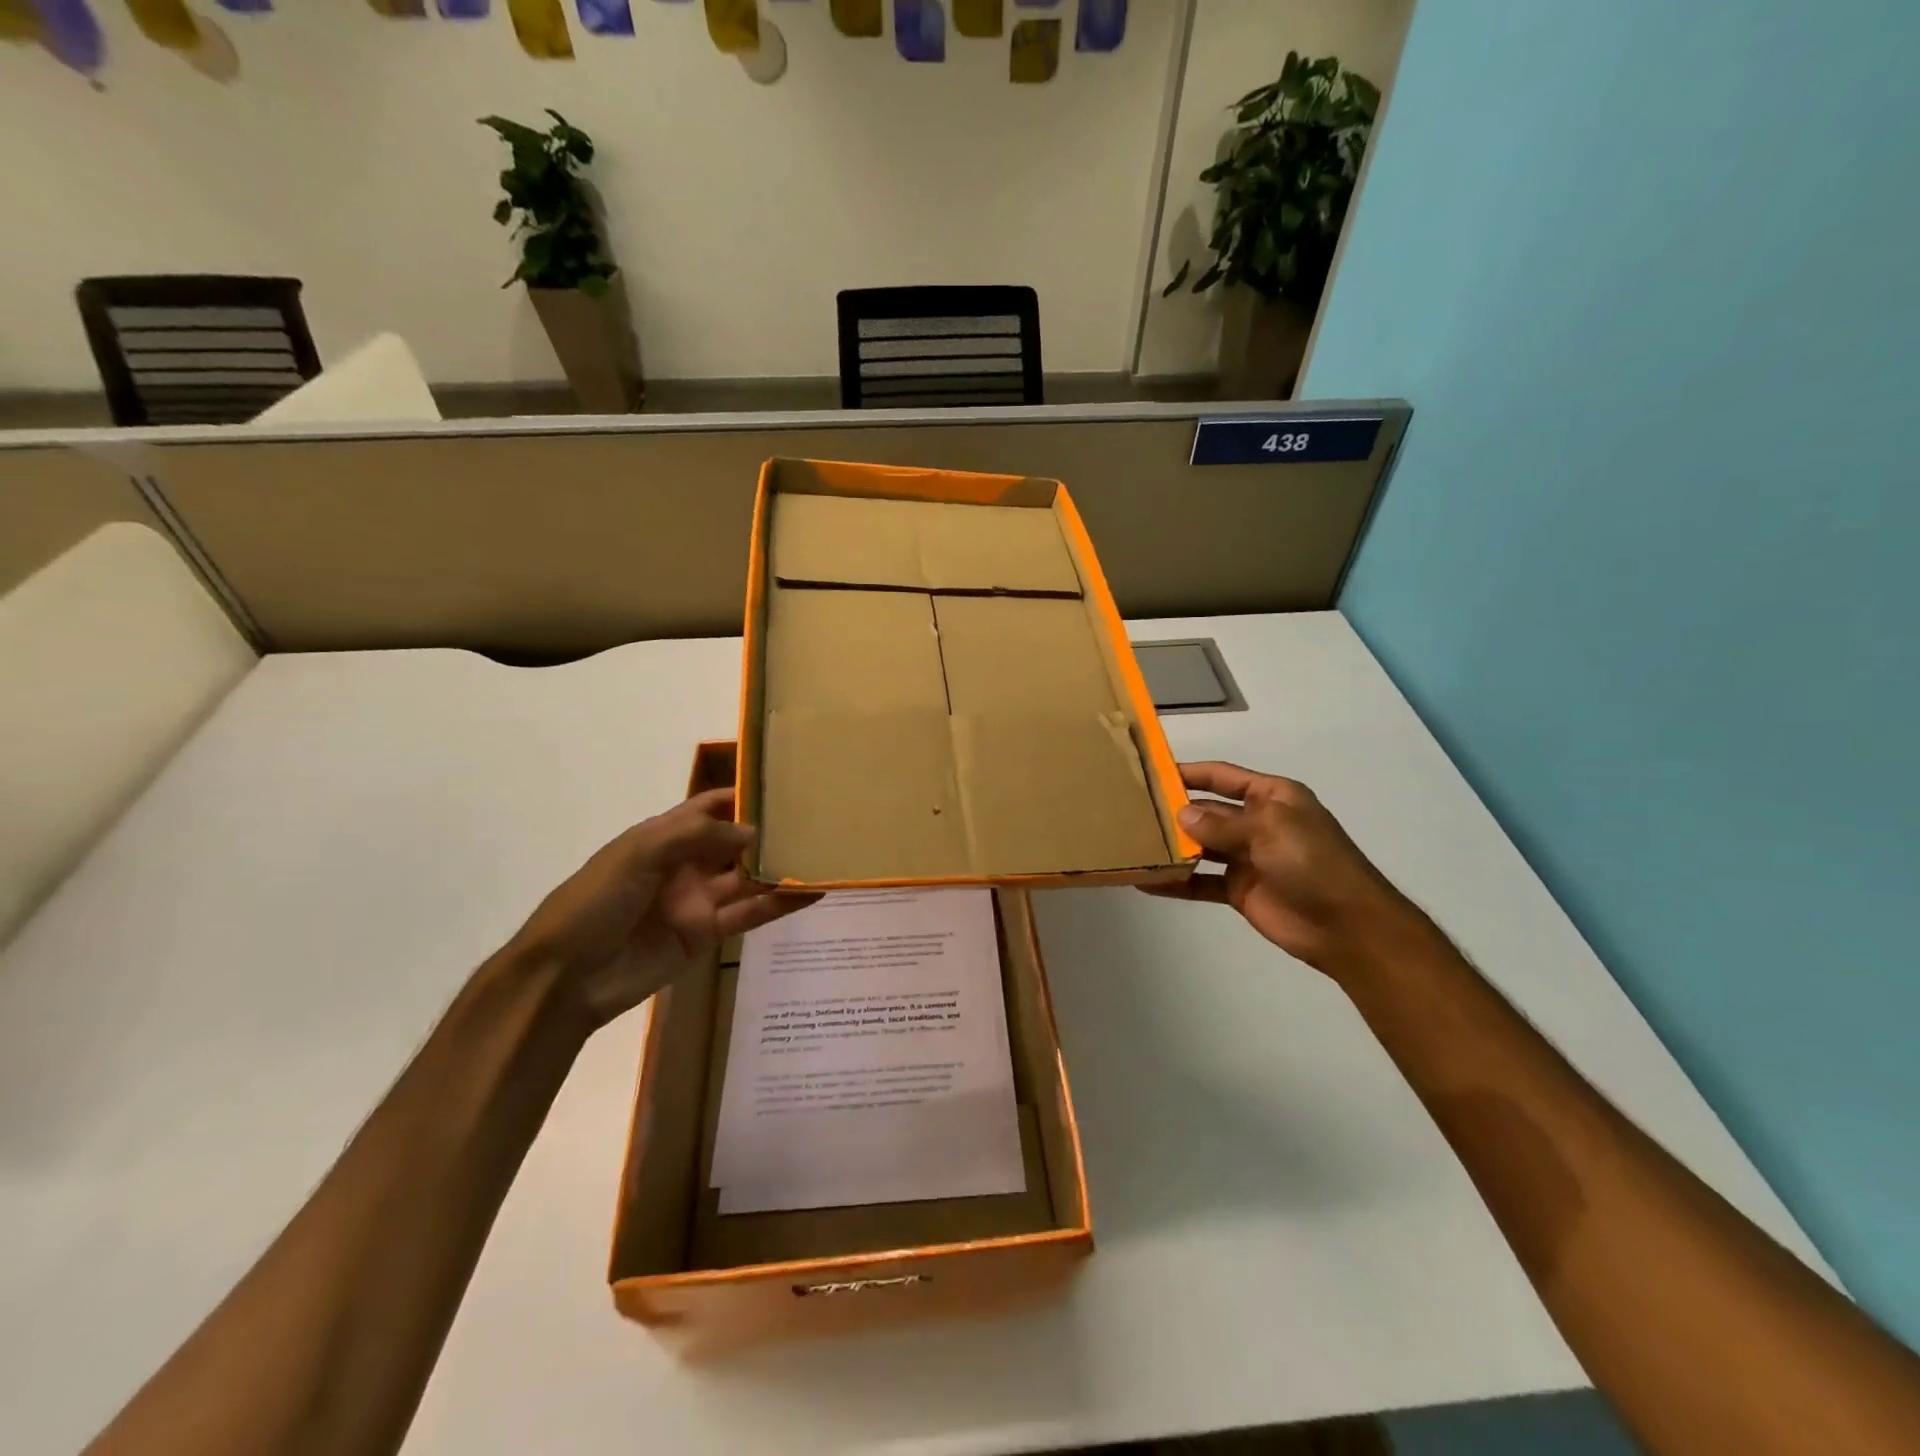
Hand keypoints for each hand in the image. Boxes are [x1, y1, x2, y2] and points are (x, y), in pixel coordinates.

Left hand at [504, 788, 817, 1027]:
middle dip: (769, 830)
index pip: (709, 807)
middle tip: (817, 819)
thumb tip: (754, 832)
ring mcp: (698, 899)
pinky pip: (750, 913)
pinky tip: (810, 893)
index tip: (784, 785)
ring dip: (781, 867)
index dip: (742, 794)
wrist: (566, 977)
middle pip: (735, 841)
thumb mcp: (637, 854)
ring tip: (823, 853)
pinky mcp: (707, 934)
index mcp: (662, 836)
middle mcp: (685, 863)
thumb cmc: (594, 902)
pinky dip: (779, 904)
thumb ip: (696, 836)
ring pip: (748, 877)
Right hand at [1148, 761, 1434, 979]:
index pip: (1223, 776)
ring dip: (1173, 846)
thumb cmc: (1314, 863)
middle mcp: (1257, 822)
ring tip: (1133, 842)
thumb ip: (1222, 823)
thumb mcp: (1270, 829)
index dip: (1190, 773)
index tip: (1152, 771)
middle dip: (1175, 810)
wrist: (1347, 926)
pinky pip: (1202, 882)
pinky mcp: (1239, 890)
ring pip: (1201, 846)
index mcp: (1272, 797)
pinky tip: (1147, 881)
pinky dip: (1177, 882)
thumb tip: (1181, 814)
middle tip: (1132, 810)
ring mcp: (1247, 857)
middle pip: (1208, 810)